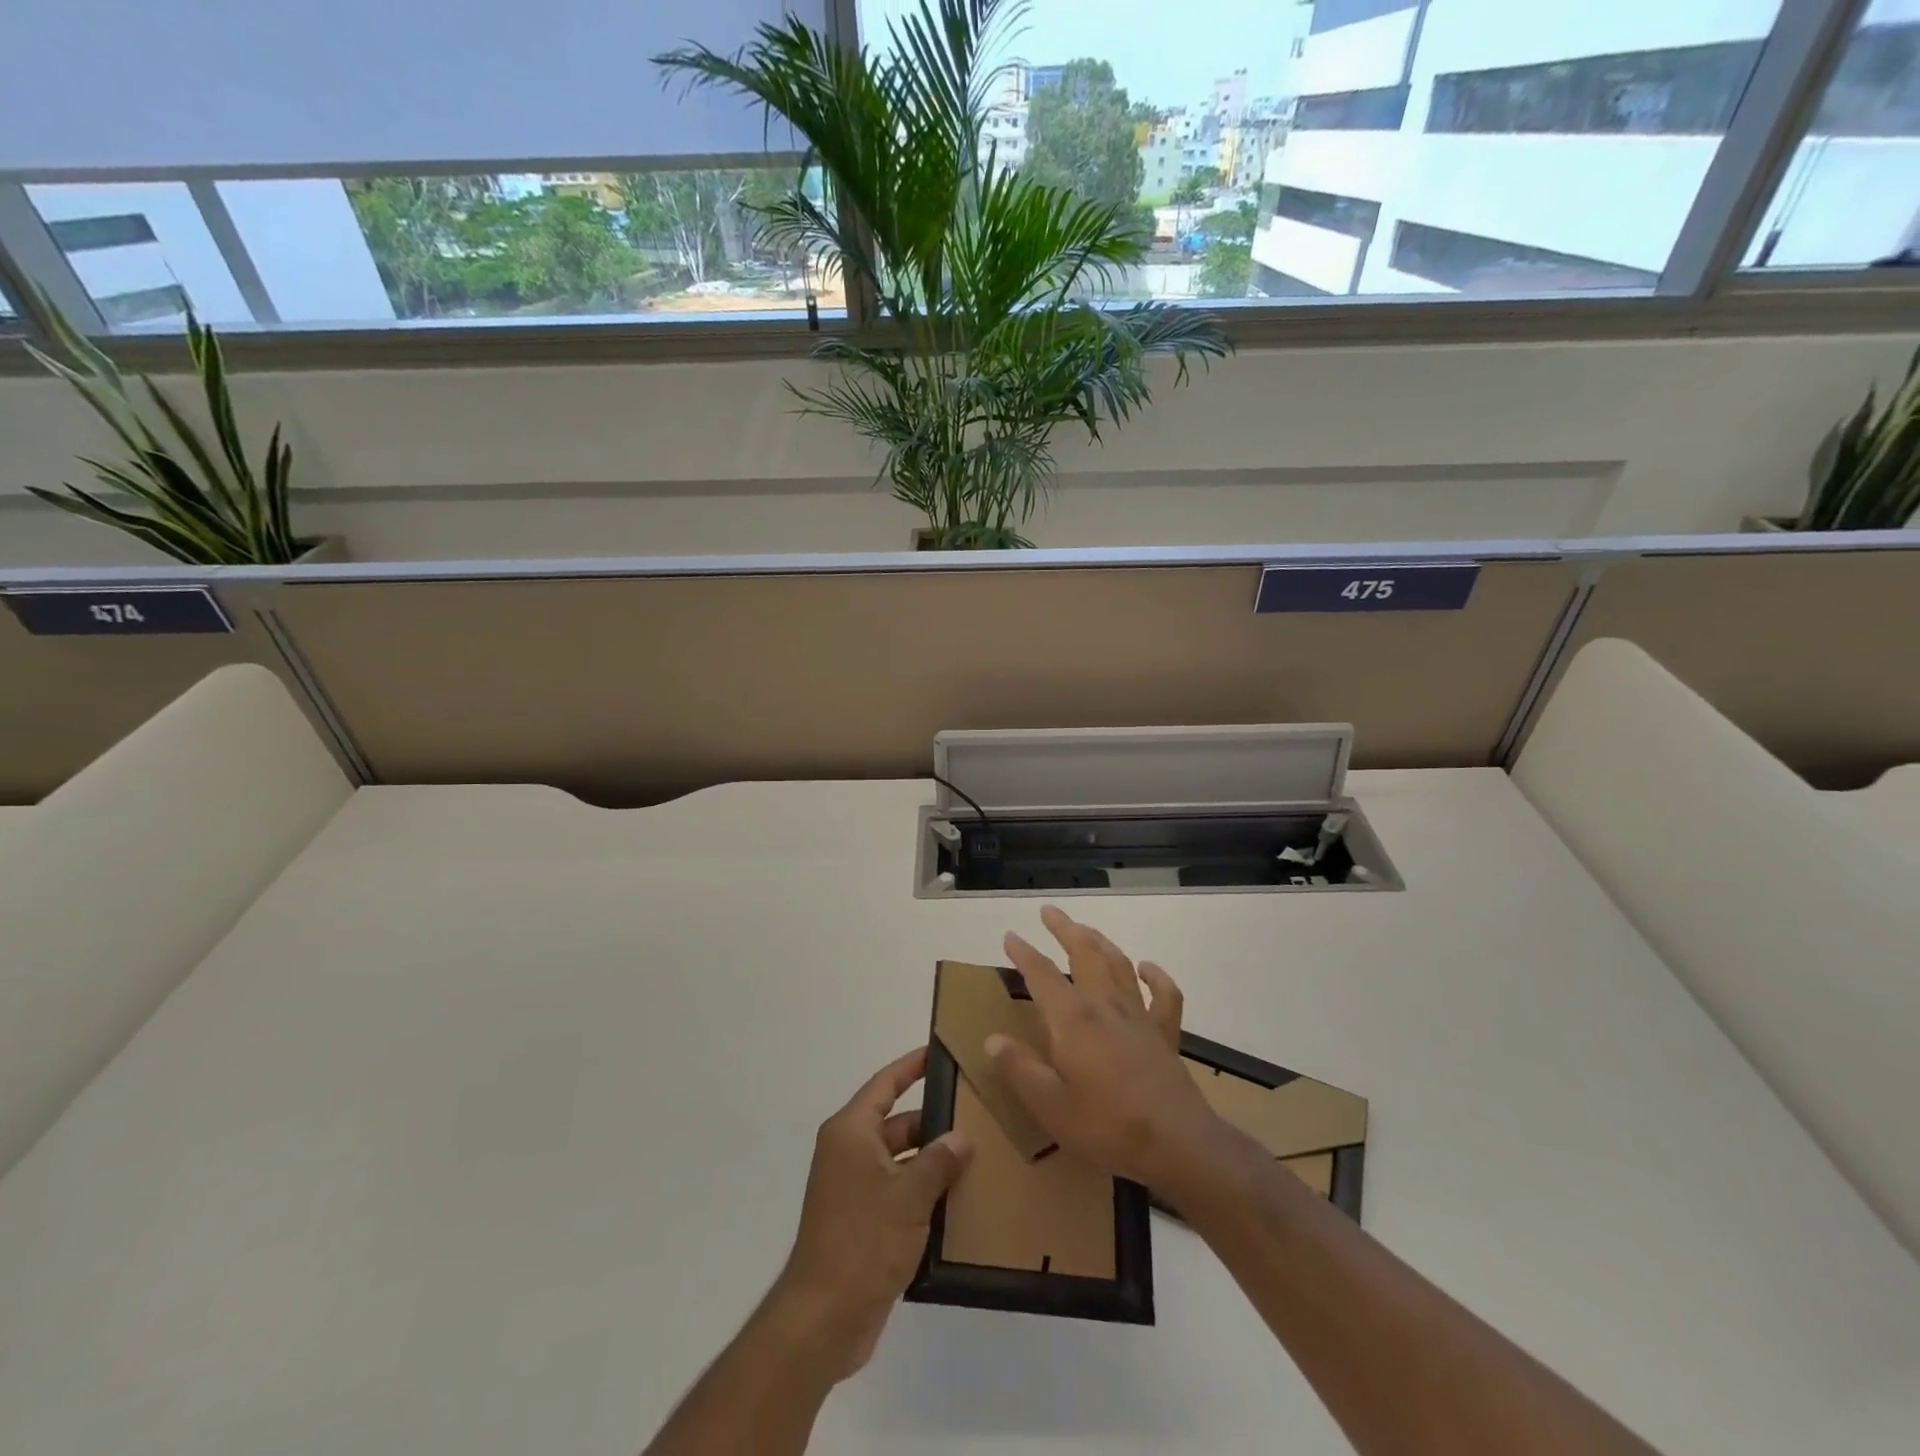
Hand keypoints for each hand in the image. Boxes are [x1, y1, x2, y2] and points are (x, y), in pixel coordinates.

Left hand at [770, 1047, 972, 1382]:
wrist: (824, 1318)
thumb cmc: (864, 1240)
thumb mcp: (909, 1194)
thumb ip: (939, 1160)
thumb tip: (961, 1138)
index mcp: (851, 1132)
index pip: (885, 1084)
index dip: (911, 1066)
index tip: (939, 1052)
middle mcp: (849, 1152)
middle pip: (897, 1123)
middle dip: (933, 1121)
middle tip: (976, 1115)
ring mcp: (854, 1188)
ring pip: (900, 1160)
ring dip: (931, 1161)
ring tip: (977, 1157)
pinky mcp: (862, 1222)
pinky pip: (897, 1192)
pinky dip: (923, 1192)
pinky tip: (958, 1200)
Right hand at [990, 906, 1231, 1197]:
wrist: (1176, 1143)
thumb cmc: (1106, 1126)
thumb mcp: (1049, 1106)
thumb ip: (1019, 1069)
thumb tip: (992, 1039)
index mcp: (1073, 1020)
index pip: (1042, 974)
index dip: (1023, 953)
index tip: (1010, 936)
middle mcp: (1105, 1005)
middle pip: (1084, 953)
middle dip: (1065, 929)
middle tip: (1049, 912)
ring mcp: (1139, 1015)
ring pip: (1118, 963)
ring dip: (1100, 941)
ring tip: (1085, 930)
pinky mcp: (1165, 1032)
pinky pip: (1164, 994)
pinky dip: (1155, 975)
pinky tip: (1146, 967)